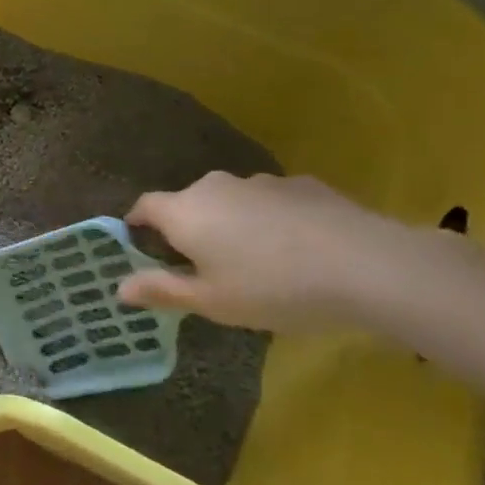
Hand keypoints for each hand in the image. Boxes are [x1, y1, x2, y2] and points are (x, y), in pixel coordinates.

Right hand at [118, 172, 465, 333]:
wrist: (366, 265)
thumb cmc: (272, 288)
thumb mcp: (212, 302)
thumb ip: (162, 290)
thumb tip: (119, 288)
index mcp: (184, 212)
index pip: (144, 206)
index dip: (137, 224)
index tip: (139, 244)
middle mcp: (214, 187)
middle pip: (188, 202)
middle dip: (188, 228)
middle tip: (202, 264)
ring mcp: (261, 182)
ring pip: (231, 201)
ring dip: (231, 223)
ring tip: (254, 260)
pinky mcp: (302, 185)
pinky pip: (271, 202)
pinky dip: (271, 220)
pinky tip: (296, 249)